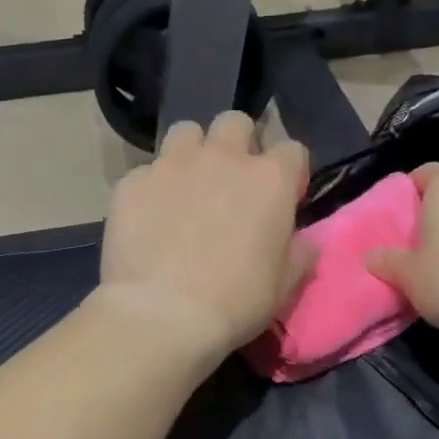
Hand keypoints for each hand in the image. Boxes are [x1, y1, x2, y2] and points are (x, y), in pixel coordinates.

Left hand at [96, 112, 315, 363]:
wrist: (163, 315)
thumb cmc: (235, 302)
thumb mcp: (285, 284)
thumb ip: (300, 252)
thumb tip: (305, 240)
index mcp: (269, 179)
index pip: (292, 149)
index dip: (289, 172)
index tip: (282, 198)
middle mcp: (222, 158)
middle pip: (235, 123)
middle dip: (237, 143)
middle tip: (230, 182)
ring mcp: (172, 164)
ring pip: (186, 132)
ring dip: (192, 152)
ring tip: (186, 187)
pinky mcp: (132, 181)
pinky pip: (146, 171)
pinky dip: (152, 188)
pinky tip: (148, 219)